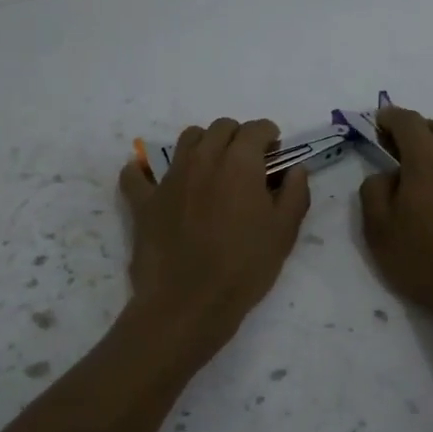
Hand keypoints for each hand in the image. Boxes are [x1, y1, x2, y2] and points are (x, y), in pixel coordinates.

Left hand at [118, 117, 310, 344]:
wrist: (189, 304)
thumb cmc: (245, 267)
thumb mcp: (285, 232)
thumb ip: (295, 193)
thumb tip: (296, 169)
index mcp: (239, 163)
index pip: (257, 129)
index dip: (270, 136)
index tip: (275, 154)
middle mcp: (203, 159)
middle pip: (221, 128)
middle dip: (238, 137)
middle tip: (248, 164)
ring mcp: (169, 178)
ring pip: (186, 140)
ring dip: (203, 145)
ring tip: (212, 170)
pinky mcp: (144, 201)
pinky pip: (137, 175)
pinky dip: (146, 173)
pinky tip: (155, 183)